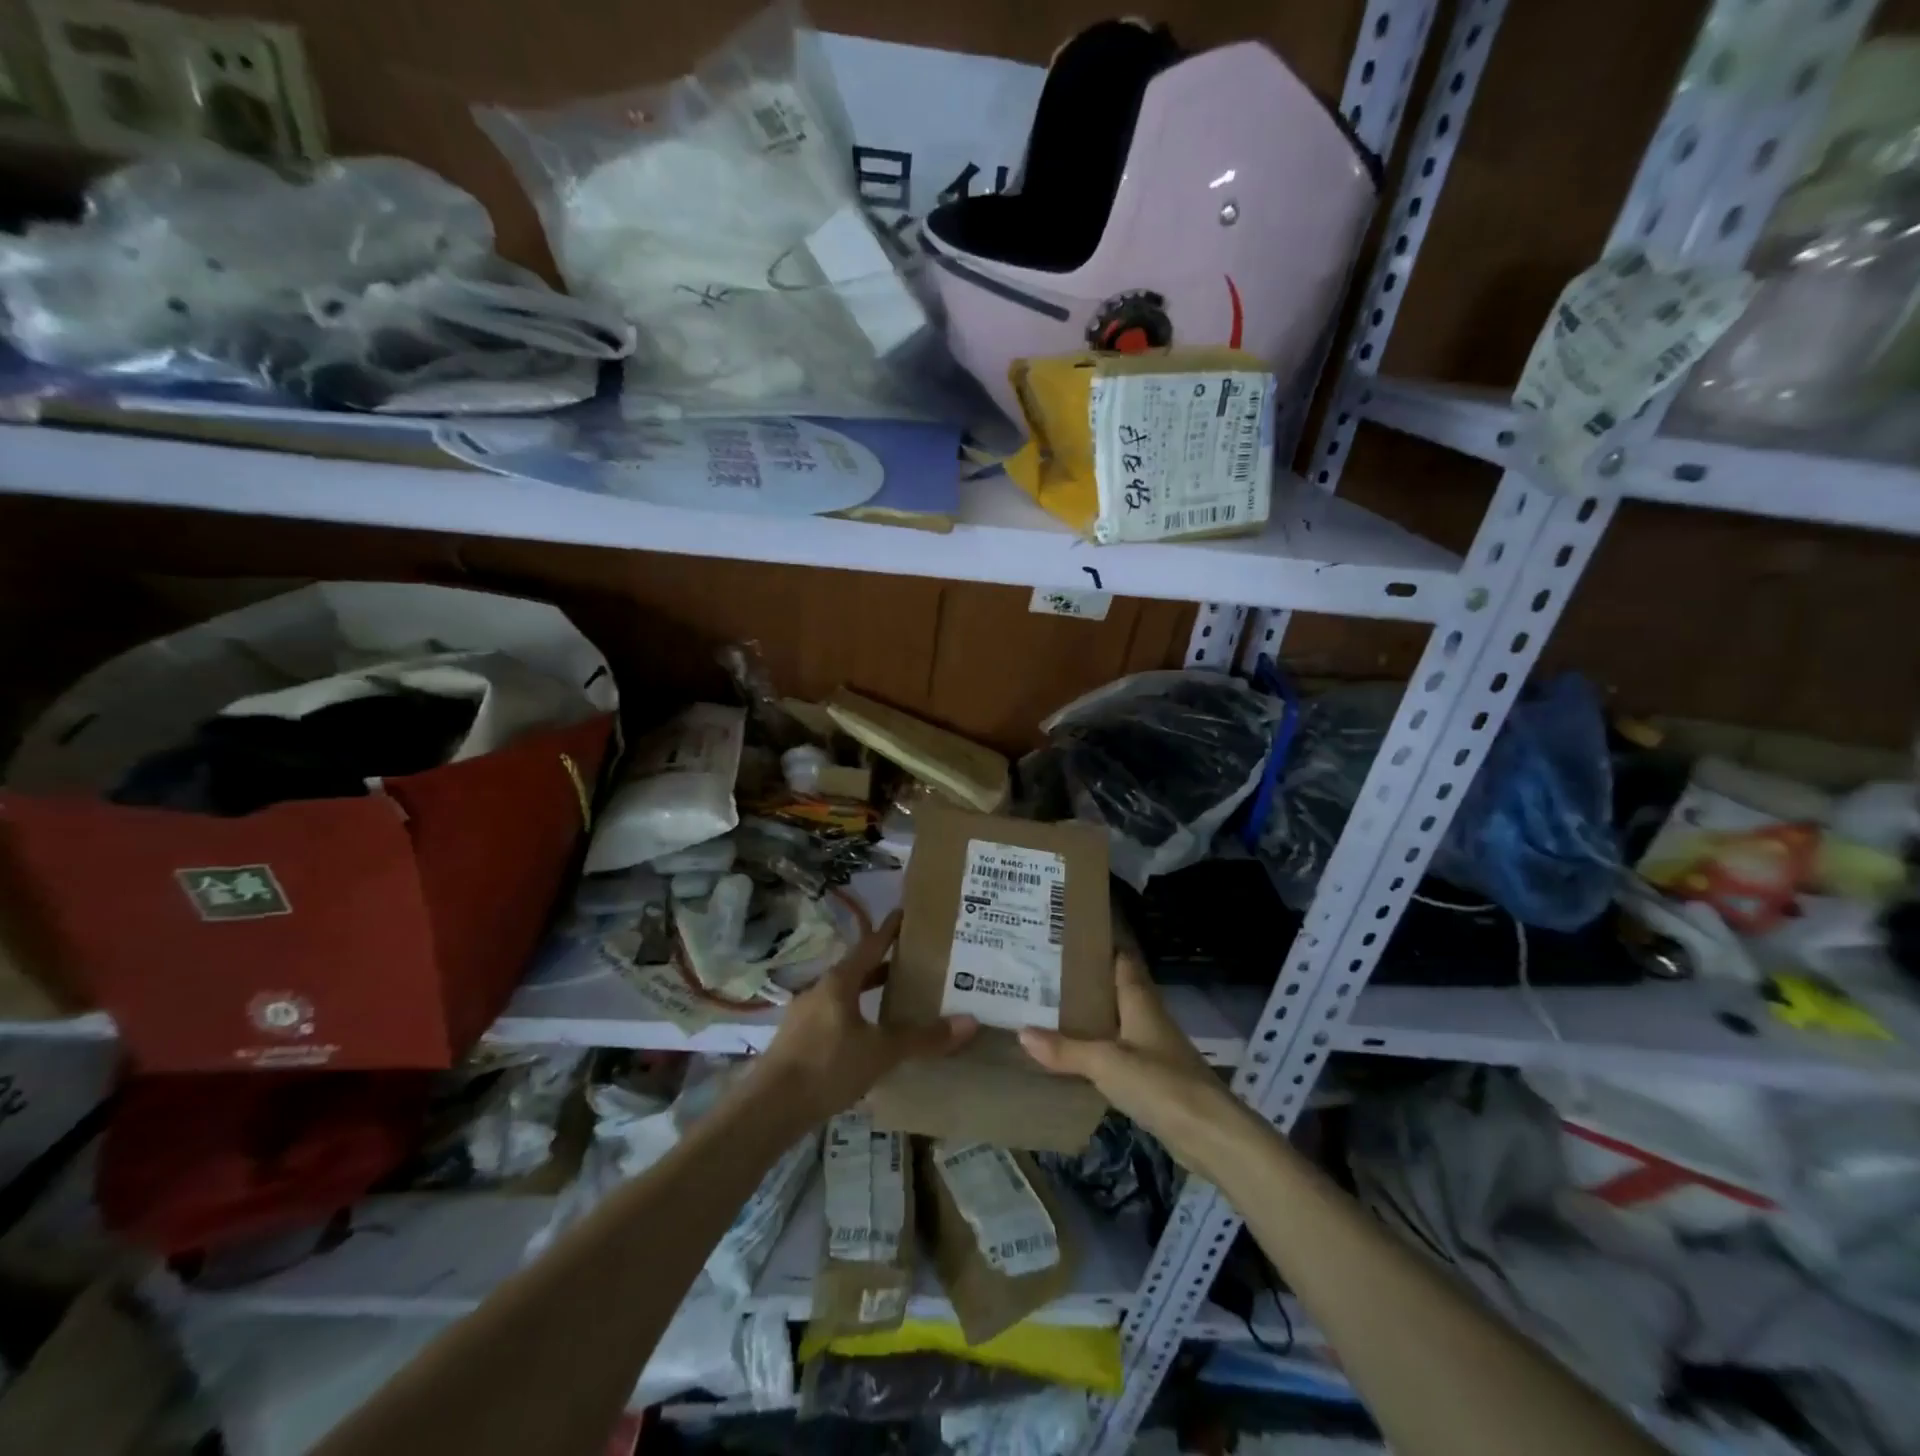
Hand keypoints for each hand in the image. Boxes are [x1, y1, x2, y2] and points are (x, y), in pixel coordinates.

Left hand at [752, 910, 975, 1126]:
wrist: (769, 1109)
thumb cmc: (827, 1067)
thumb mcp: (881, 1052)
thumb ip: (922, 1037)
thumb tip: (969, 1021)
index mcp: (839, 981)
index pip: (871, 945)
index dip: (890, 930)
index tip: (907, 913)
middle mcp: (821, 991)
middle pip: (858, 970)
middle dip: (885, 966)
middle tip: (916, 963)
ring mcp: (806, 1016)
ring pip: (846, 997)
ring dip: (870, 995)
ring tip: (898, 1001)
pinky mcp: (799, 1042)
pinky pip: (836, 1019)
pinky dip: (857, 1019)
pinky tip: (870, 1038)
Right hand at [1019, 952, 1246, 1174]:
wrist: (1210, 1135)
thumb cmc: (1160, 1083)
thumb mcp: (1106, 1063)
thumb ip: (1065, 1049)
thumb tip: (1022, 1032)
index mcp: (1139, 1001)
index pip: (1121, 960)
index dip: (1098, 947)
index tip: (1065, 937)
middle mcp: (1147, 1018)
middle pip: (1114, 990)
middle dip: (1084, 983)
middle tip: (1043, 975)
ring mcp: (1153, 1049)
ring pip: (1115, 1023)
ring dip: (1089, 1017)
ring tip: (1048, 1010)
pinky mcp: (1153, 1079)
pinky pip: (1118, 1054)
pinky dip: (1096, 1050)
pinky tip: (1073, 1056)